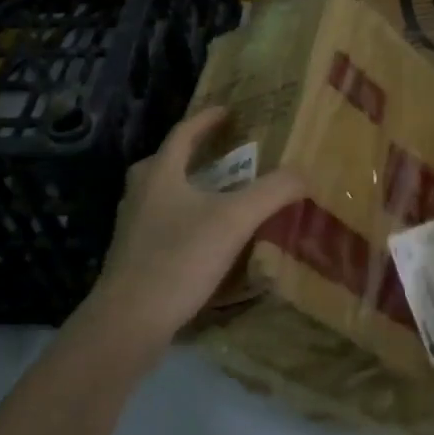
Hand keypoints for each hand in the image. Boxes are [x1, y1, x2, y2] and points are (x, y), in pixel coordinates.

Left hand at [81, 107, 304, 359]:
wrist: (128, 322)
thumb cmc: (179, 259)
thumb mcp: (235, 220)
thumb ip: (272, 192)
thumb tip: (305, 173)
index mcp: (160, 174)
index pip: (183, 133)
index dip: (207, 119)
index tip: (228, 111)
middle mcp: (140, 194)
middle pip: (166, 162)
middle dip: (193, 154)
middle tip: (222, 154)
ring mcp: (132, 227)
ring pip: (162, 195)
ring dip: (188, 188)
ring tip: (218, 196)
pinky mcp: (132, 258)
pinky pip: (162, 225)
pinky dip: (183, 220)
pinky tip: (204, 240)